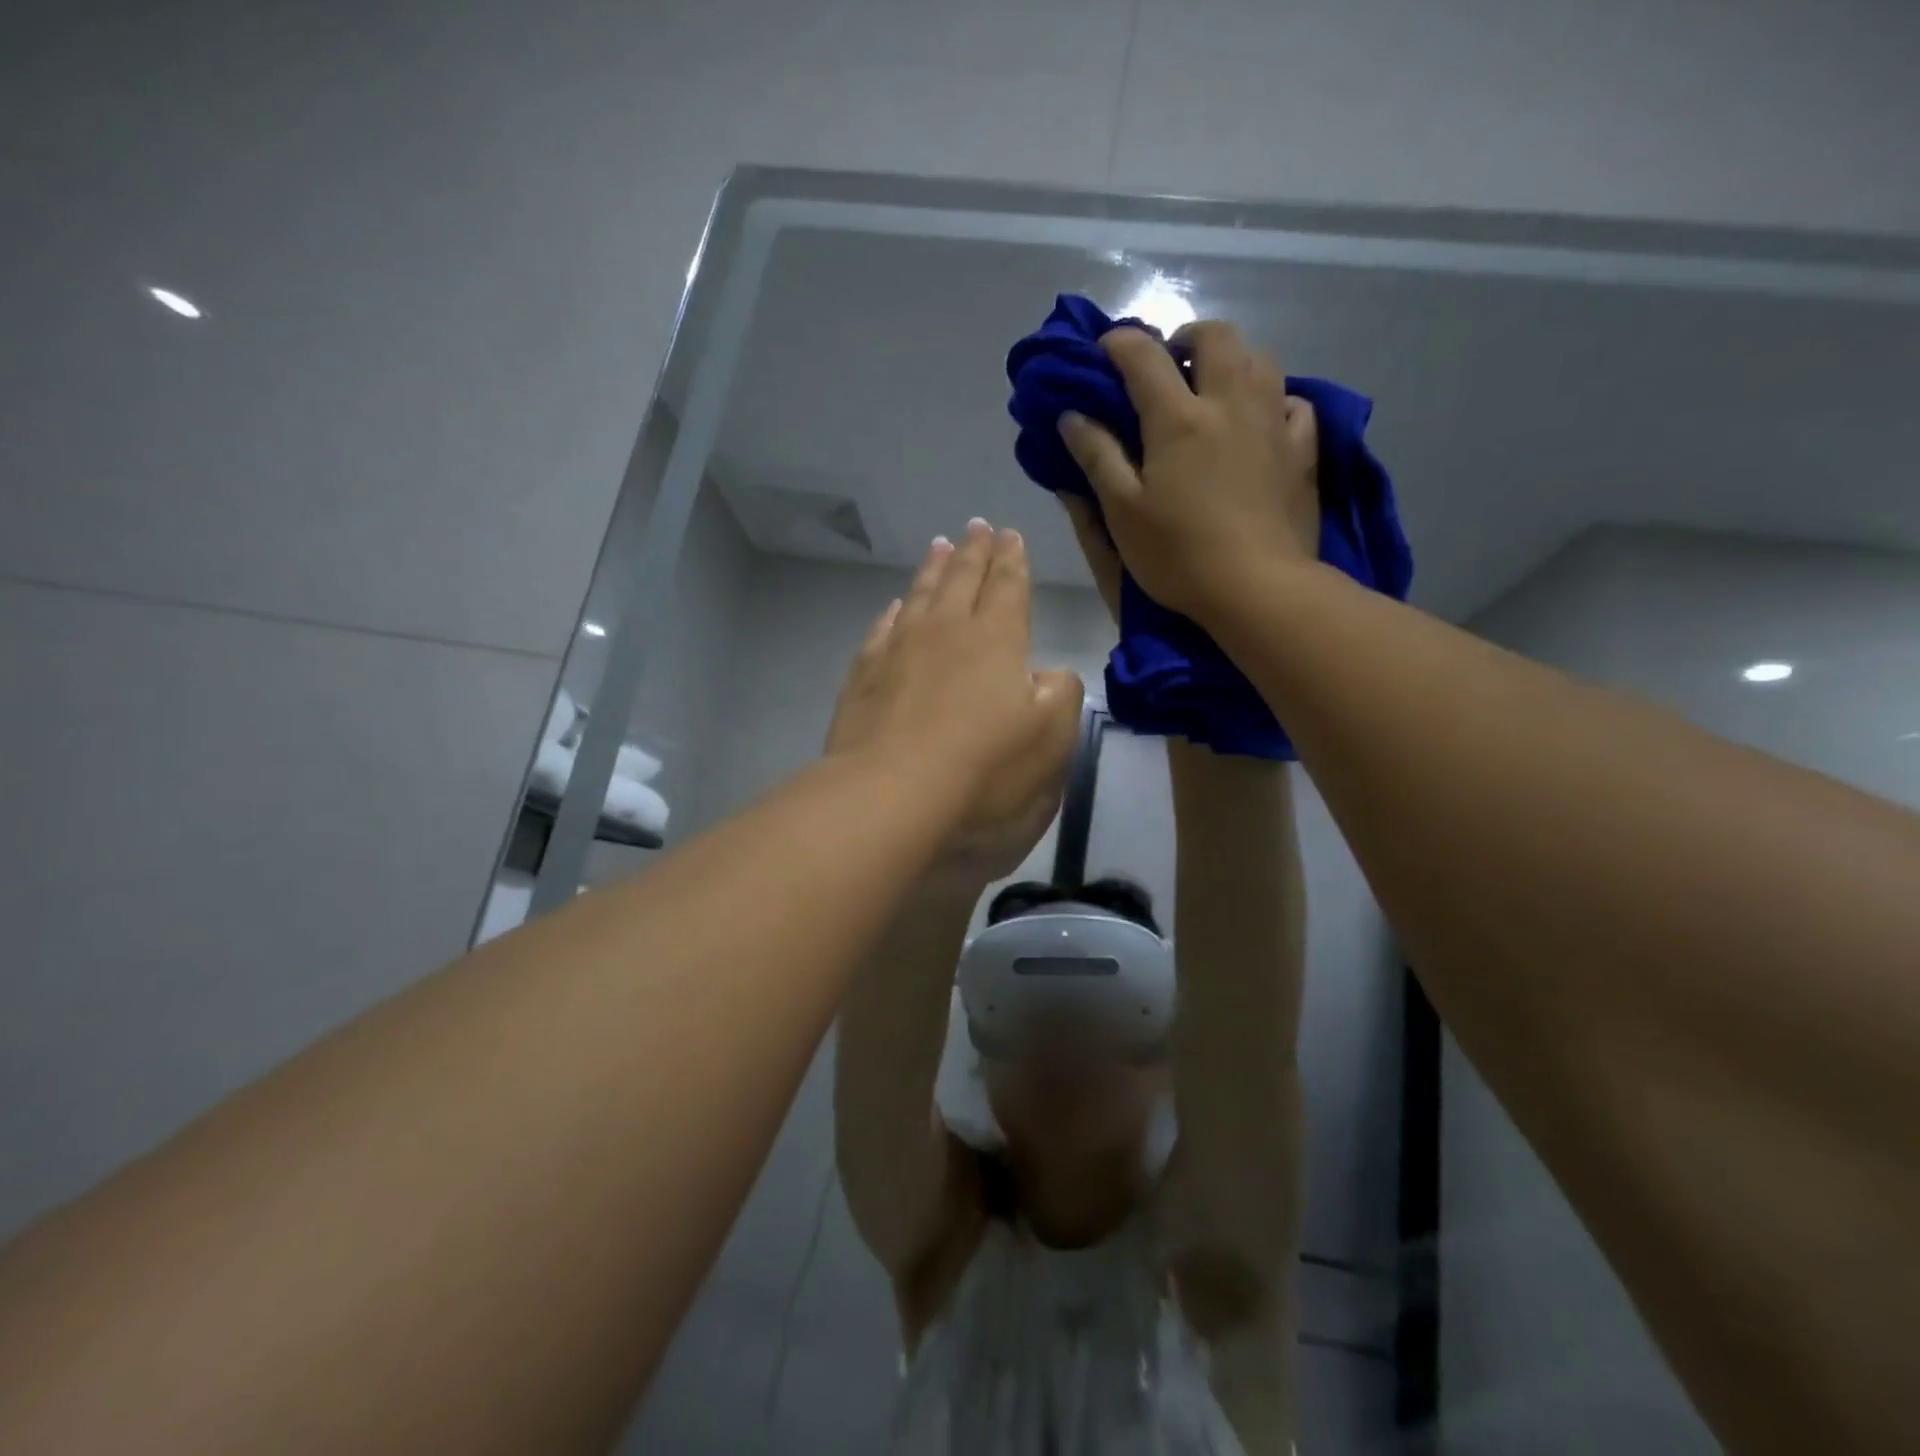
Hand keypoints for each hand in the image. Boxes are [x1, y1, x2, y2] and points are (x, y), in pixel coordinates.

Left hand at [825, 520, 1084, 887]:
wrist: (890, 794)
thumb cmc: (983, 768)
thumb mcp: (1050, 737)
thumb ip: (1060, 695)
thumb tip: (1047, 675)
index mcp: (996, 639)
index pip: (1007, 587)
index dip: (1011, 560)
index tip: (1010, 534)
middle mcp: (945, 631)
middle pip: (961, 579)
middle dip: (973, 552)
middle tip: (976, 526)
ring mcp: (898, 650)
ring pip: (920, 595)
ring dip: (933, 569)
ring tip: (938, 545)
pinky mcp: (864, 676)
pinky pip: (882, 629)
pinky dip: (893, 612)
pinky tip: (895, 607)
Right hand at [1057, 320, 1317, 627]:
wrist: (1258, 588)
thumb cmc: (1179, 554)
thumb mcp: (1122, 511)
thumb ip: (1097, 457)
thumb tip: (1072, 415)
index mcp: (1178, 418)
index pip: (1143, 356)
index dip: (1118, 344)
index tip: (1103, 352)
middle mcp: (1230, 403)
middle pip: (1215, 337)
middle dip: (1184, 338)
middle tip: (1166, 365)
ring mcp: (1273, 422)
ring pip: (1260, 358)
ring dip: (1231, 360)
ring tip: (1212, 389)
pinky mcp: (1303, 450)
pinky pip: (1294, 402)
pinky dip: (1273, 398)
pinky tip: (1261, 419)